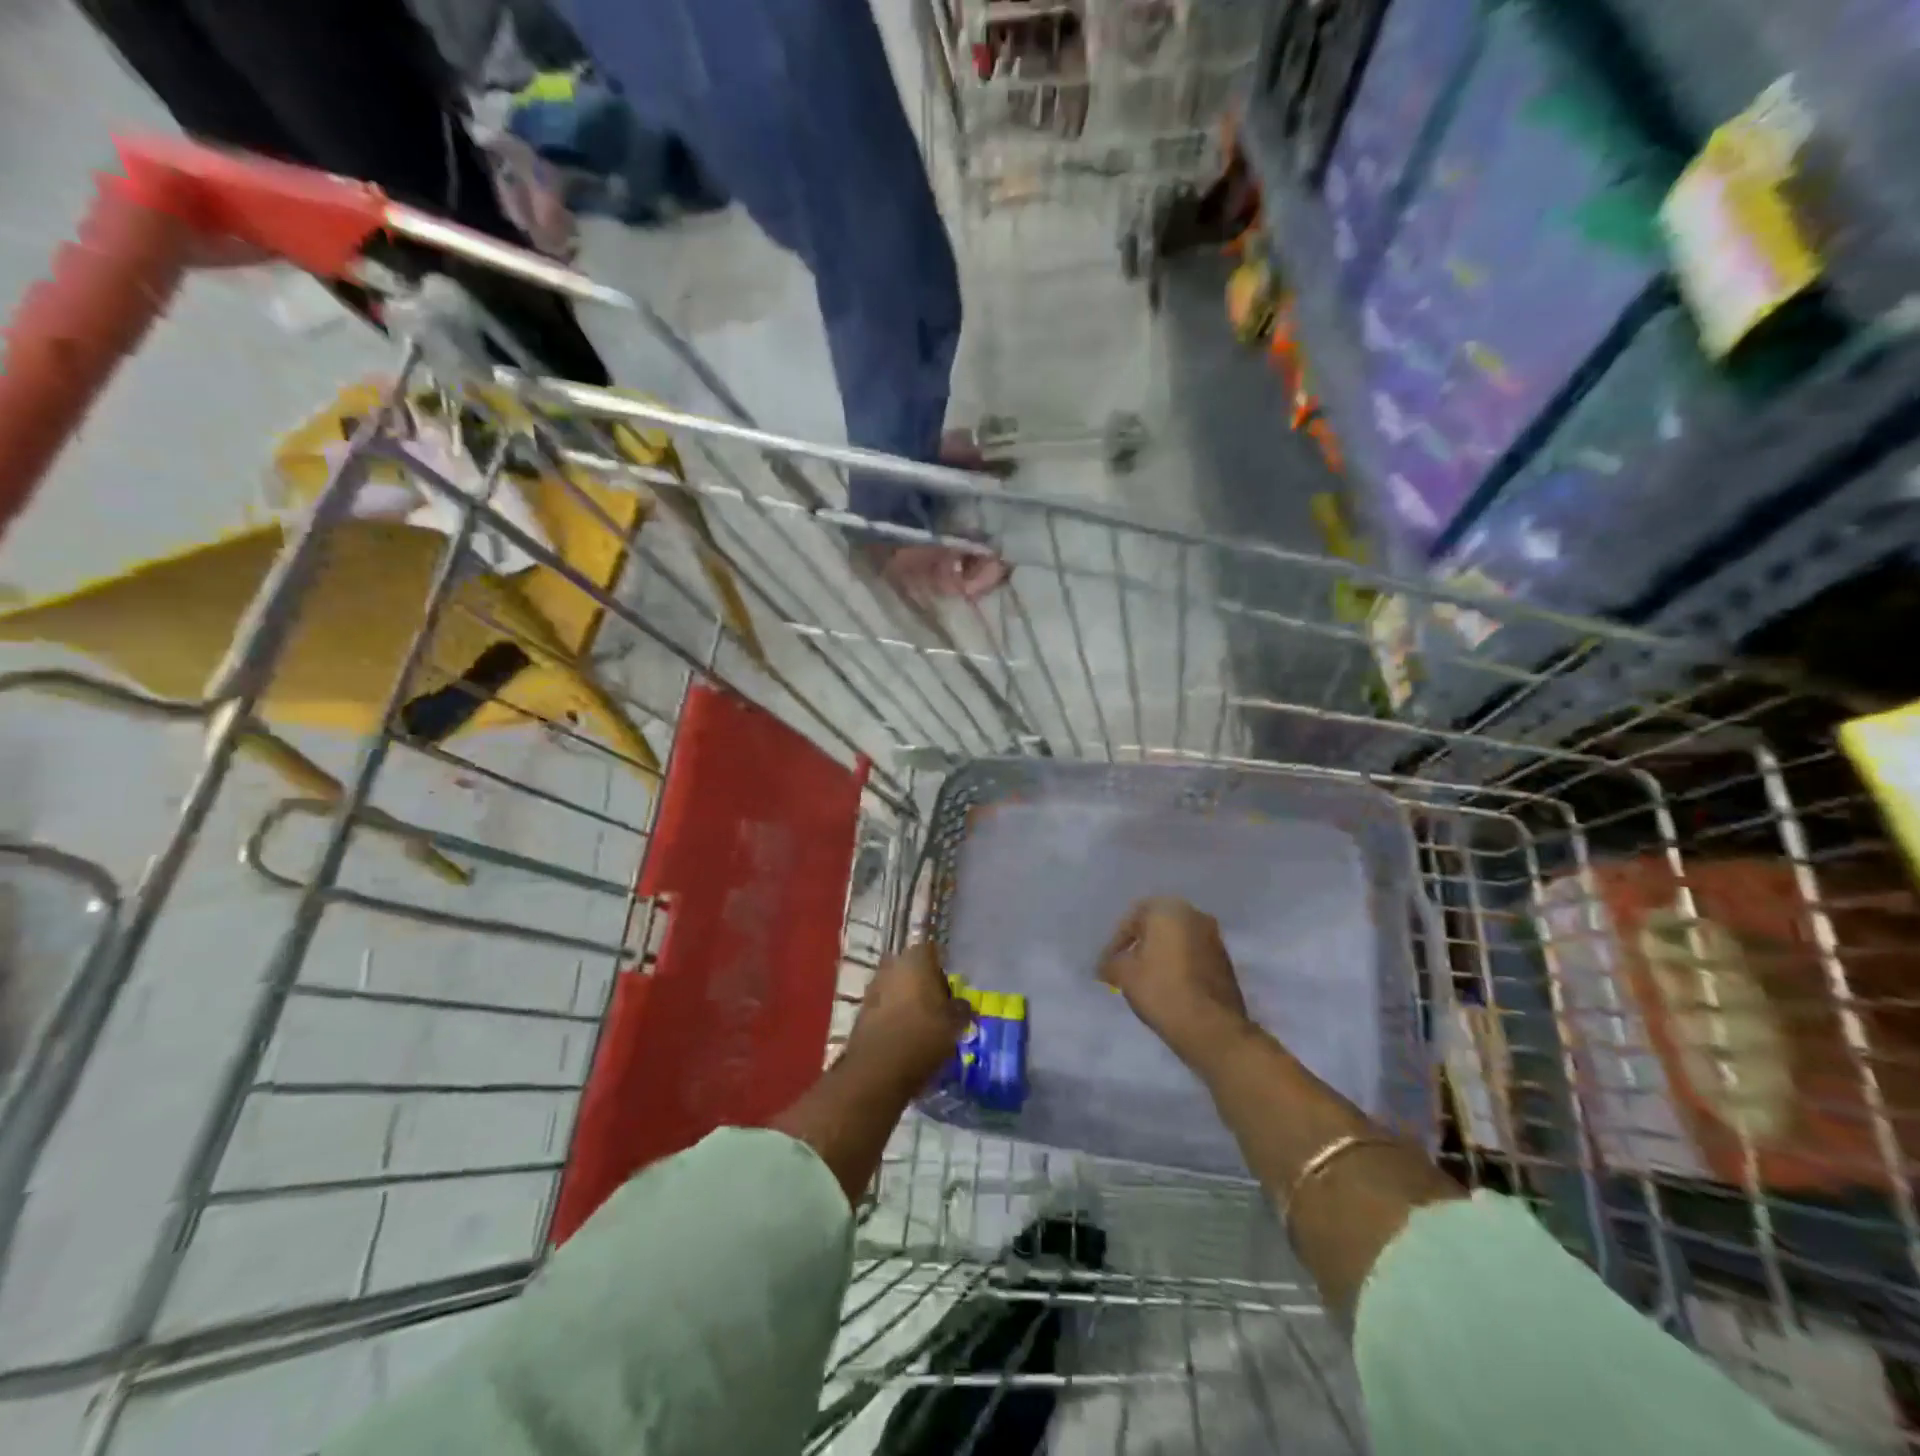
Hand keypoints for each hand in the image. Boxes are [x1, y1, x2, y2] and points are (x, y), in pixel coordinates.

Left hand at [844, 942, 972, 1091]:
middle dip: (924, 983)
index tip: (952, 989)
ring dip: (908, 999)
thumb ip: (961, 1009)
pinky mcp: (862, 1009)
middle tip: (939, 1007)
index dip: (944, 968)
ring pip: (897, 985)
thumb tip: (962, 1004)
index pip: (933, 950)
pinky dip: (894, 1014)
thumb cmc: (922, 1037)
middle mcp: (892, 964)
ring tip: (923, 1024)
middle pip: (913, 967)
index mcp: (916, 958)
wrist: (876, 1070)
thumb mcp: (954, 1025)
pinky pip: (884, 1004)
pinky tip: (905, 1035)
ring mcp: (874, 985)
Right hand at [1098, 897, 1251, 1070]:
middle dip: (1140, 946)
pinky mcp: (1226, 963)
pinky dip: (1178, 967)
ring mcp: (1215, 939)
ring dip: (1161, 956)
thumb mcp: (1124, 975)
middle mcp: (1195, 915)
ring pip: (1177, 942)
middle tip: (1124, 968)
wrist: (1212, 1028)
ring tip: (1145, 980)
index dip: (1116, 942)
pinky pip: (1193, 957)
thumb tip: (1105, 966)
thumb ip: (1111, 963)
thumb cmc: (1162, 990)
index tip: (1107, 965)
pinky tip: (1168, 988)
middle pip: (1157, 927)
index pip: (1133, 917)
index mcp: (1170, 909)